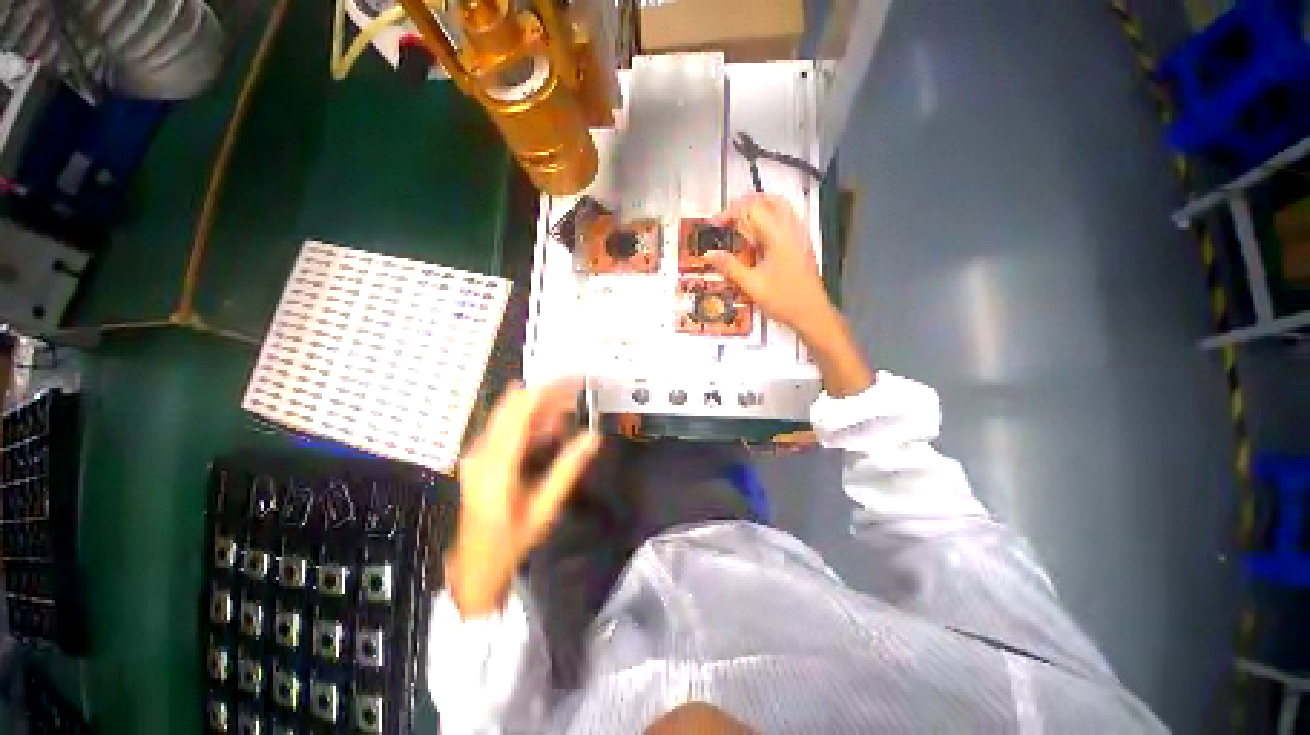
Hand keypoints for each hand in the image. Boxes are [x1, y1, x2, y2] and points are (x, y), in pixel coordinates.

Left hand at [446, 379, 601, 617]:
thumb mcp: (545, 507)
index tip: (575, 380)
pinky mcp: (479, 456)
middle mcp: (481, 450)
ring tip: (571, 409)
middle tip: (578, 392)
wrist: (474, 567)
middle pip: (514, 405)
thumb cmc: (511, 541)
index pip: (520, 410)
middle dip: (548, 394)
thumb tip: (593, 436)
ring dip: (541, 407)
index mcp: (496, 464)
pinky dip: (531, 422)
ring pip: (510, 414)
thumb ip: (568, 468)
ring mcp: (477, 452)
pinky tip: (552, 430)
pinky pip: (506, 427)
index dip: (549, 389)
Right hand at [703, 194, 837, 338]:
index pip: (753, 209)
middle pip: (770, 200)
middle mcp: (792, 229)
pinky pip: (787, 220)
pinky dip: (771, 219)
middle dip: (746, 204)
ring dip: (760, 208)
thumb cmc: (782, 300)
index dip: (731, 212)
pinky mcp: (802, 245)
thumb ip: (729, 267)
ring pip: (781, 208)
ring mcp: (800, 236)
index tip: (715, 224)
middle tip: (728, 217)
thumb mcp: (751, 285)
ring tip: (741, 223)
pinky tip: (759, 237)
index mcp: (778, 236)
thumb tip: (707, 254)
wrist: (811, 314)